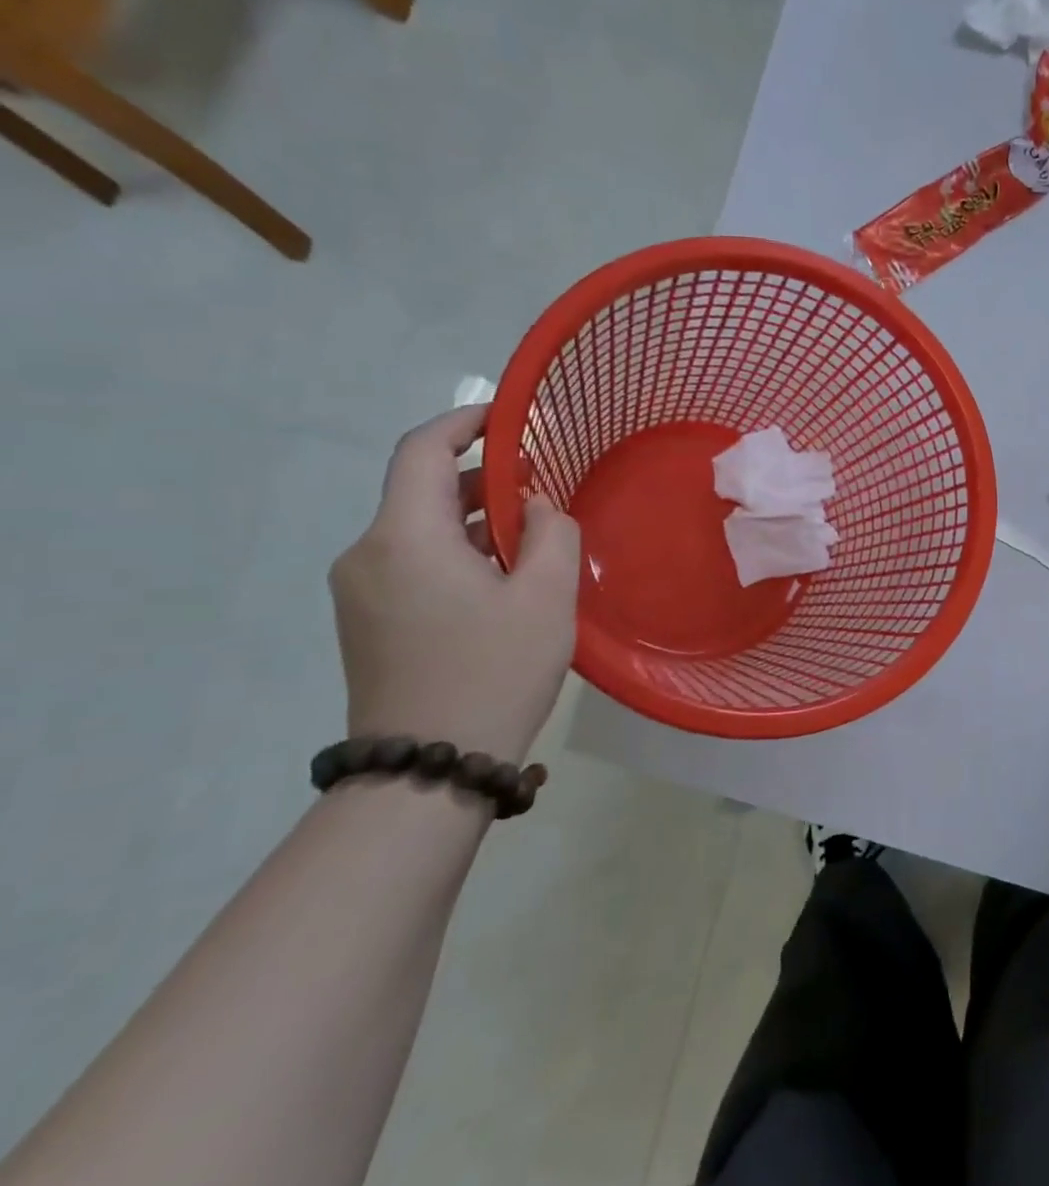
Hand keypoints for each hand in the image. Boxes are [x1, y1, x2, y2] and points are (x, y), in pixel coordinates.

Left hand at [330, 406, 580, 763]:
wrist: (430, 768)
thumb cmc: (494, 672)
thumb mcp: (546, 596)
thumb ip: (552, 533)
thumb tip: (538, 506)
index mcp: (404, 537)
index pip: (421, 450)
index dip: (465, 422)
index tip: (512, 417)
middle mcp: (367, 554)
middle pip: (422, 490)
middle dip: (483, 477)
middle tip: (544, 484)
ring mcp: (360, 591)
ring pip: (420, 529)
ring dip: (475, 520)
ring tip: (535, 537)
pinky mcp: (367, 621)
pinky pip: (413, 562)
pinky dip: (457, 552)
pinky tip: (503, 579)